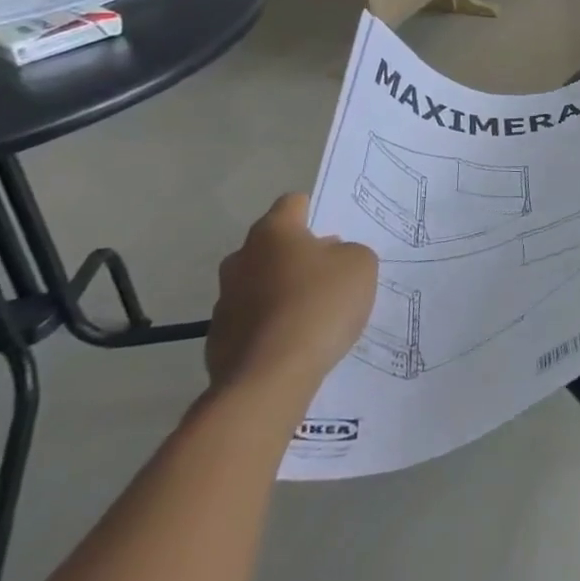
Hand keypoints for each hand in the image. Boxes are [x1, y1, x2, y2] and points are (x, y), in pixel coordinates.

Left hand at [205, 194, 376, 405]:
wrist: (270, 377)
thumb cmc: (320, 305)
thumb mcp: (360, 265)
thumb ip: (350, 252)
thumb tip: (331, 257)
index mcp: (274, 232)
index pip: (293, 203)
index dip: (316, 211)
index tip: (336, 232)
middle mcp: (241, 259)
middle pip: (274, 245)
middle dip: (300, 254)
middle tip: (331, 274)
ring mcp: (224, 300)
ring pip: (262, 283)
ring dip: (284, 290)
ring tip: (316, 313)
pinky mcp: (219, 339)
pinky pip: (254, 320)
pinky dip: (273, 324)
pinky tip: (297, 342)